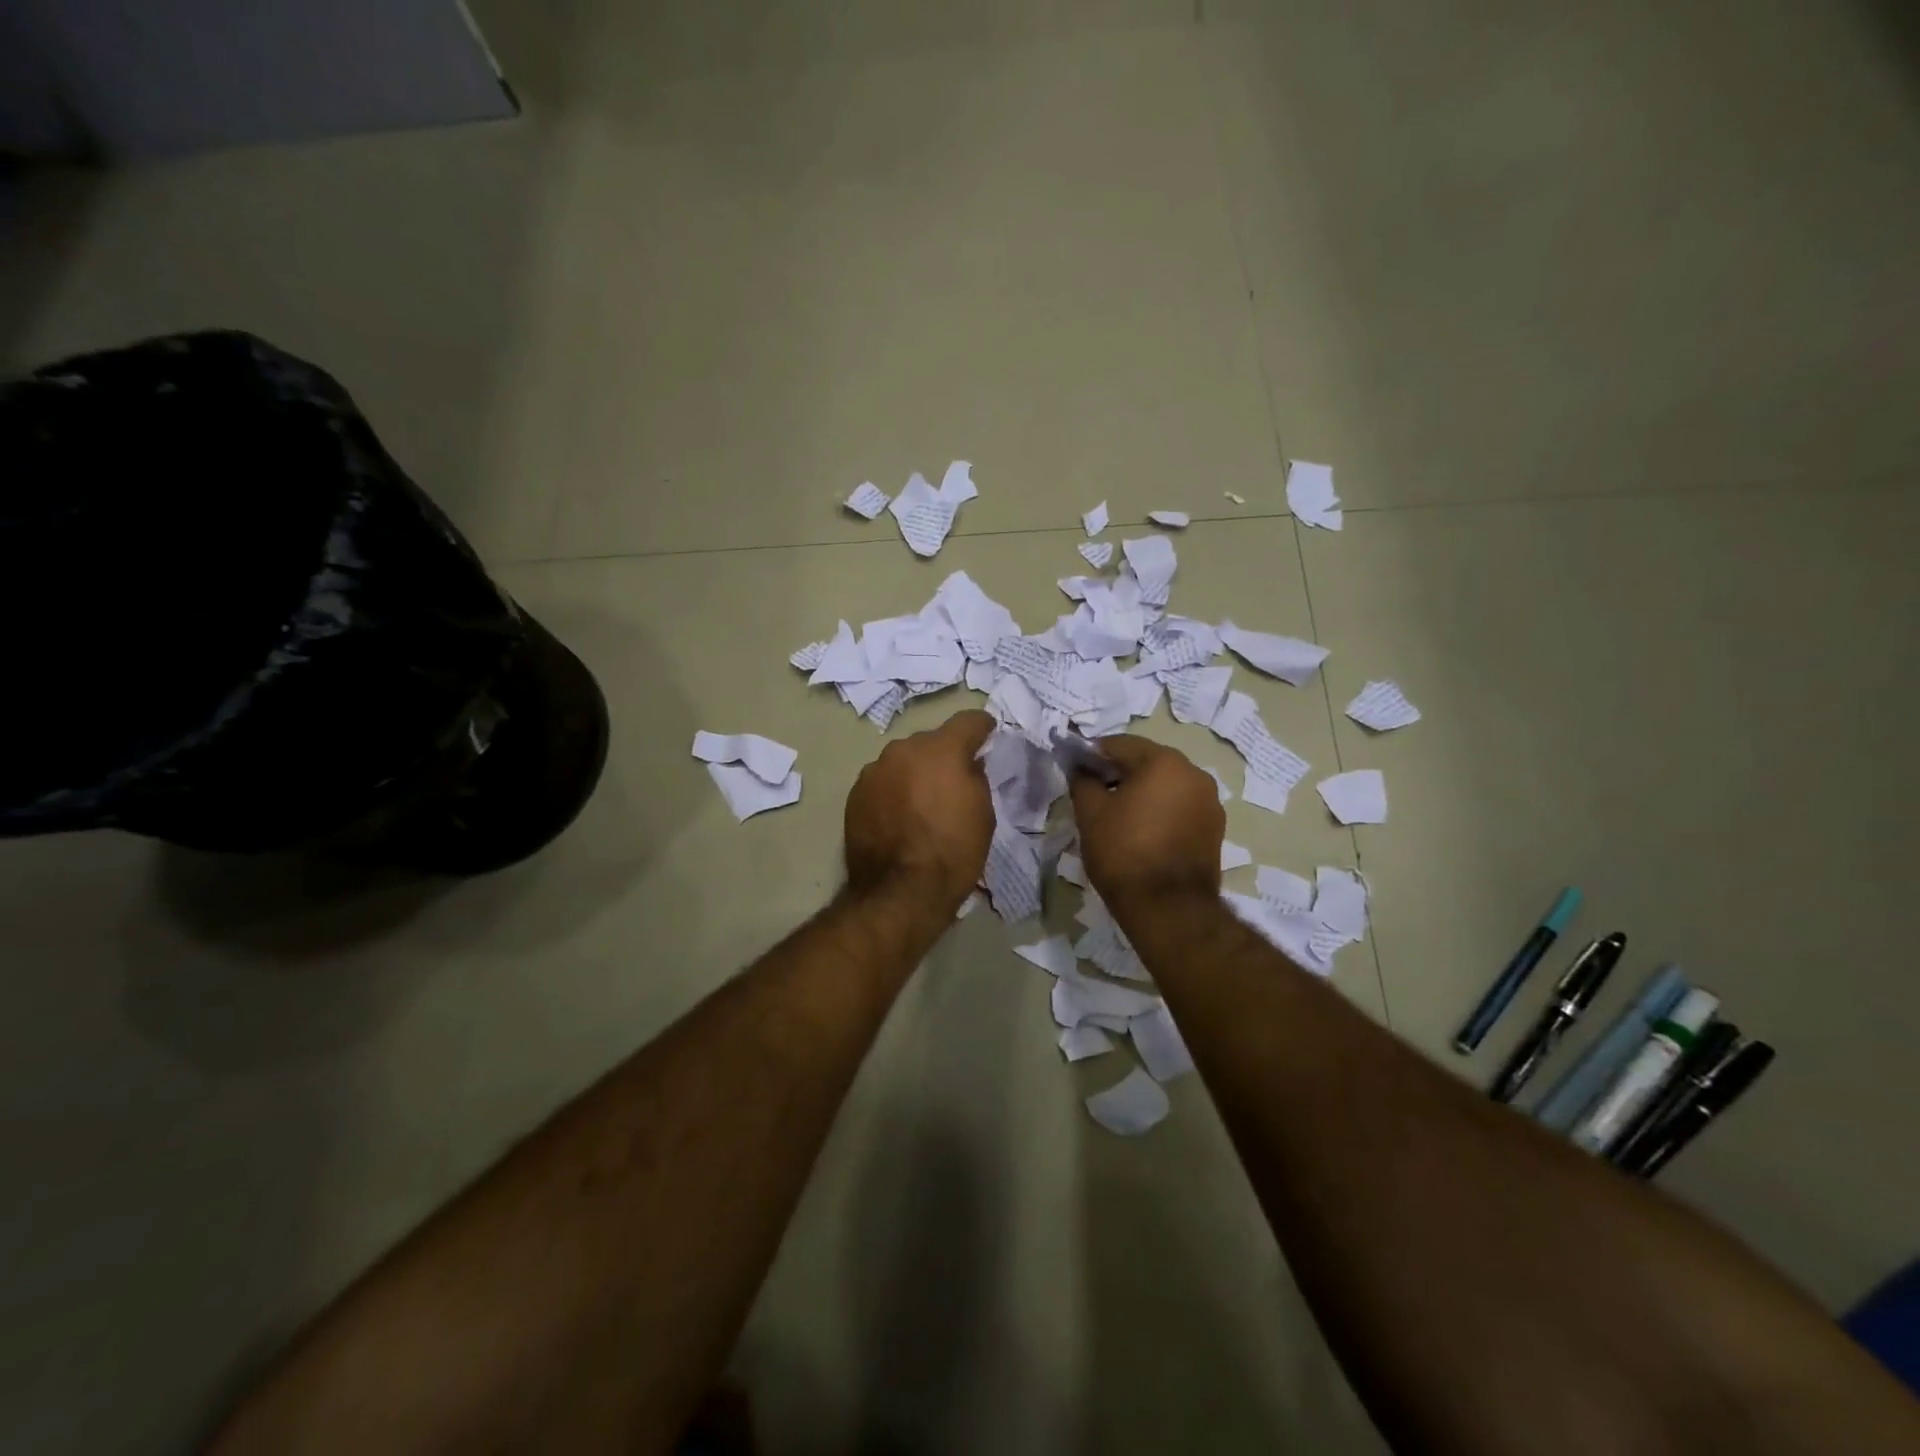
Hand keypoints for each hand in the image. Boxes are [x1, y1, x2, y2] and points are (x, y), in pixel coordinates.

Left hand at [844, 709, 995, 912]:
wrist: (901, 892)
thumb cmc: (953, 851)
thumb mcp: (983, 813)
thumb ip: (975, 778)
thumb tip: (967, 765)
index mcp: (942, 749)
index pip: (967, 721)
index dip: (982, 727)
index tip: (988, 734)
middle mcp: (904, 749)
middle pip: (931, 741)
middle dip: (944, 755)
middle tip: (953, 779)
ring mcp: (875, 770)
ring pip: (903, 760)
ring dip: (915, 772)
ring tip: (922, 801)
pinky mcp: (856, 793)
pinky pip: (883, 781)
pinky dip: (893, 791)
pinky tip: (899, 815)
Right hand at [1068, 735, 1223, 905]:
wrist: (1168, 908)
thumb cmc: (1124, 853)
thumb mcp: (1090, 813)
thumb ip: (1083, 781)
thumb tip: (1081, 768)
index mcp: (1164, 762)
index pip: (1120, 744)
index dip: (1093, 755)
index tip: (1078, 773)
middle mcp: (1194, 773)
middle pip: (1148, 761)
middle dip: (1120, 773)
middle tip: (1096, 796)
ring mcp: (1210, 802)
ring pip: (1167, 785)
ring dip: (1143, 792)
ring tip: (1120, 818)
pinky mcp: (1215, 828)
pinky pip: (1181, 807)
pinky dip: (1162, 811)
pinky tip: (1144, 834)